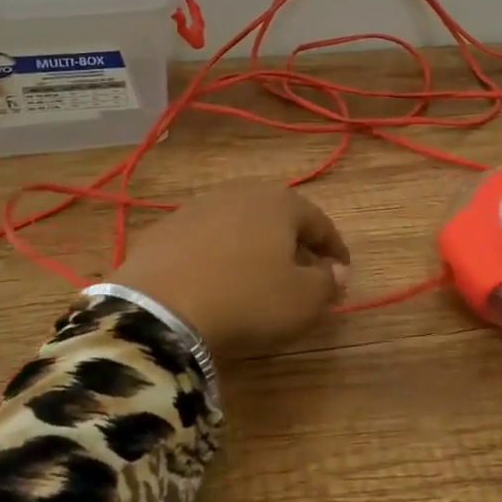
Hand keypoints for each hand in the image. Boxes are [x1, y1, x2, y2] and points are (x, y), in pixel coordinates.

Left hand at [113, 182, 350, 354]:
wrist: (159, 309)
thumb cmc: (246, 300)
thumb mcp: (301, 301)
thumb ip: (327, 283)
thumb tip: (337, 270)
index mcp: (280, 202)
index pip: (319, 222)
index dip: (335, 248)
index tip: (342, 271)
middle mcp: (240, 193)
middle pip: (278, 216)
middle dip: (294, 242)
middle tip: (303, 271)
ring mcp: (198, 206)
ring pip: (240, 223)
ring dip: (255, 244)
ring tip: (259, 275)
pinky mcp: (166, 227)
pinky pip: (206, 238)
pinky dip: (220, 253)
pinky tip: (217, 278)